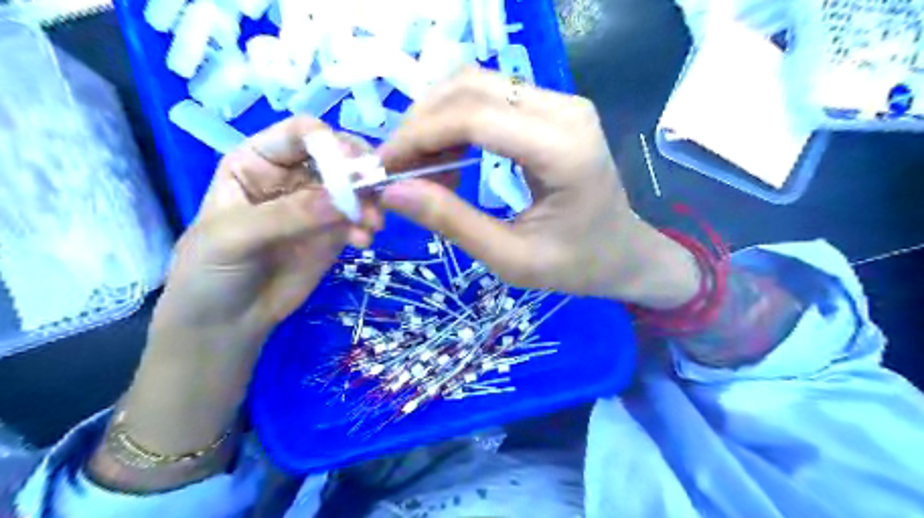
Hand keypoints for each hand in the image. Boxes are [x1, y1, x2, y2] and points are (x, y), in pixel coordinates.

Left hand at [90, 118, 380, 492]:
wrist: (223, 334)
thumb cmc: (207, 284)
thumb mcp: (235, 243)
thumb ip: (291, 216)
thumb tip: (344, 197)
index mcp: (253, 166)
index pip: (300, 133)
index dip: (329, 142)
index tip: (355, 167)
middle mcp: (289, 182)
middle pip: (335, 157)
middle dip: (359, 172)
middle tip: (376, 197)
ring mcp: (317, 211)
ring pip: (354, 190)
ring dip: (368, 203)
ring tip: (370, 228)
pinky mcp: (333, 239)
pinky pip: (359, 221)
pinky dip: (366, 227)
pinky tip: (365, 243)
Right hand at [379, 69, 697, 309]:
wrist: (623, 253)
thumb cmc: (576, 265)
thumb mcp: (510, 259)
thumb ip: (452, 222)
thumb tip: (392, 192)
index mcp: (562, 150)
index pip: (473, 117)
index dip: (418, 136)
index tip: (384, 169)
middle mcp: (565, 110)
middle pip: (470, 88)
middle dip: (420, 124)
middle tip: (397, 168)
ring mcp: (561, 102)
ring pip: (476, 85)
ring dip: (436, 120)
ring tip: (420, 167)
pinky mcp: (553, 108)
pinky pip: (491, 97)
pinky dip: (457, 122)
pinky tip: (449, 158)